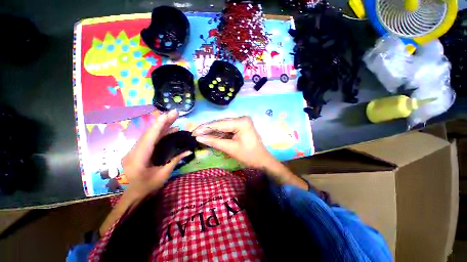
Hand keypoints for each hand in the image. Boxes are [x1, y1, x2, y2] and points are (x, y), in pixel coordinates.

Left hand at [121, 110, 190, 198]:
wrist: (131, 197)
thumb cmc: (146, 188)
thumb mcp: (163, 175)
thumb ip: (175, 160)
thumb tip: (189, 150)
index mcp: (139, 157)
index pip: (150, 137)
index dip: (159, 125)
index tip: (168, 114)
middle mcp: (135, 150)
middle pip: (150, 132)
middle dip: (162, 121)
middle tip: (174, 113)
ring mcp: (135, 150)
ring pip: (149, 134)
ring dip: (161, 126)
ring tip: (173, 119)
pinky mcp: (138, 151)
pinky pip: (150, 139)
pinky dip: (159, 133)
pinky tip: (169, 130)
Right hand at [192, 116, 274, 169]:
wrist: (262, 160)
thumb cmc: (249, 155)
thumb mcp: (230, 148)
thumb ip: (214, 141)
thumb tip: (199, 138)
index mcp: (241, 122)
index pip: (220, 124)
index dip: (205, 128)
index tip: (193, 132)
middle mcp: (241, 119)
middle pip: (221, 123)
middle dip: (208, 129)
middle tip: (195, 134)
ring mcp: (241, 122)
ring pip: (223, 126)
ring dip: (212, 131)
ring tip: (200, 135)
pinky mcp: (240, 127)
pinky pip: (227, 129)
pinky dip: (219, 134)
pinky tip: (210, 136)